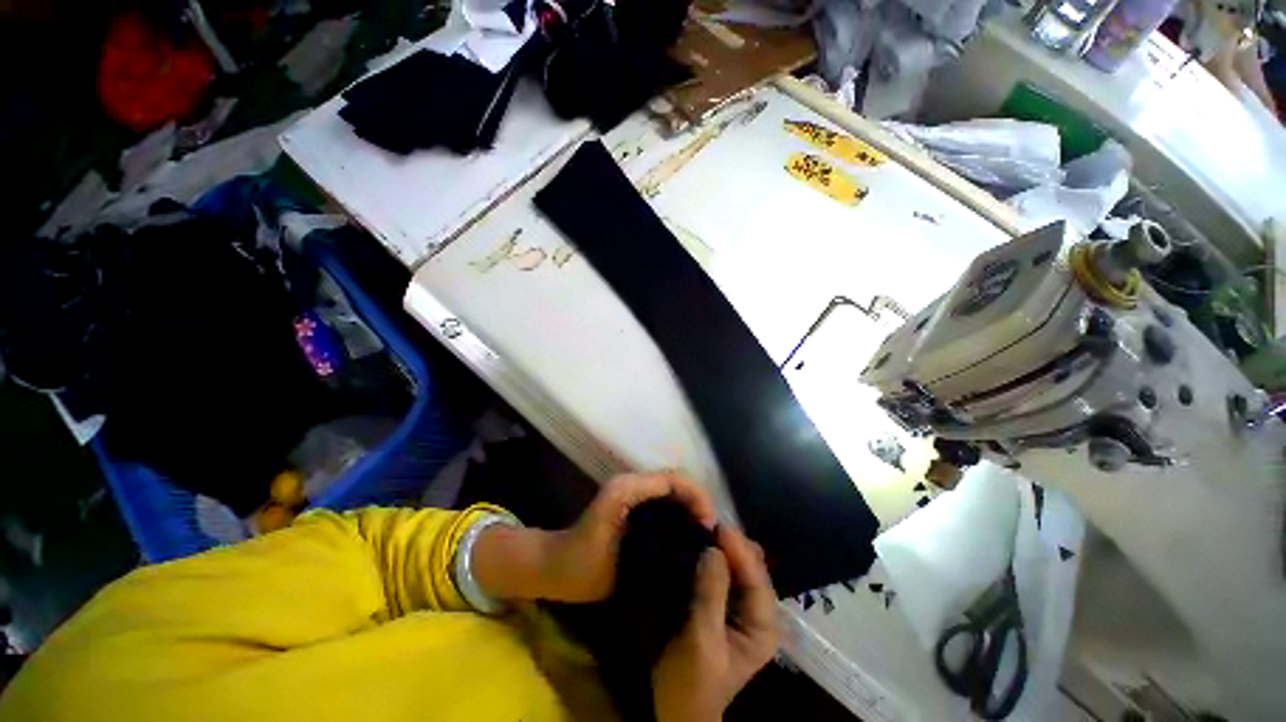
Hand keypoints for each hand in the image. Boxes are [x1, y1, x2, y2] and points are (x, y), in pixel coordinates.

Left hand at [540, 472, 717, 602]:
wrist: (557, 568)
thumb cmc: (583, 560)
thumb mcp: (617, 549)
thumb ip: (649, 528)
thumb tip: (689, 529)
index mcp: (631, 487)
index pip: (675, 479)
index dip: (698, 496)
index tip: (710, 526)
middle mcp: (635, 485)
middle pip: (678, 483)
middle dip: (700, 502)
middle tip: (712, 534)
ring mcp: (634, 496)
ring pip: (674, 493)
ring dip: (693, 509)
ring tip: (706, 537)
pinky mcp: (634, 509)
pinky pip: (666, 505)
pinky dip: (682, 516)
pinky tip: (689, 539)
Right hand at [653, 526, 779, 721]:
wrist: (678, 708)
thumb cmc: (692, 681)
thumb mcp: (701, 640)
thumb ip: (710, 594)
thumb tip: (713, 549)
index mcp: (763, 626)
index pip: (758, 579)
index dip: (740, 551)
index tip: (719, 526)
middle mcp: (758, 611)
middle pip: (753, 567)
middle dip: (733, 546)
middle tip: (707, 526)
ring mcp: (742, 606)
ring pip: (739, 566)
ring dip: (724, 548)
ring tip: (704, 530)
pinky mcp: (725, 603)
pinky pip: (725, 572)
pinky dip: (716, 557)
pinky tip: (702, 545)